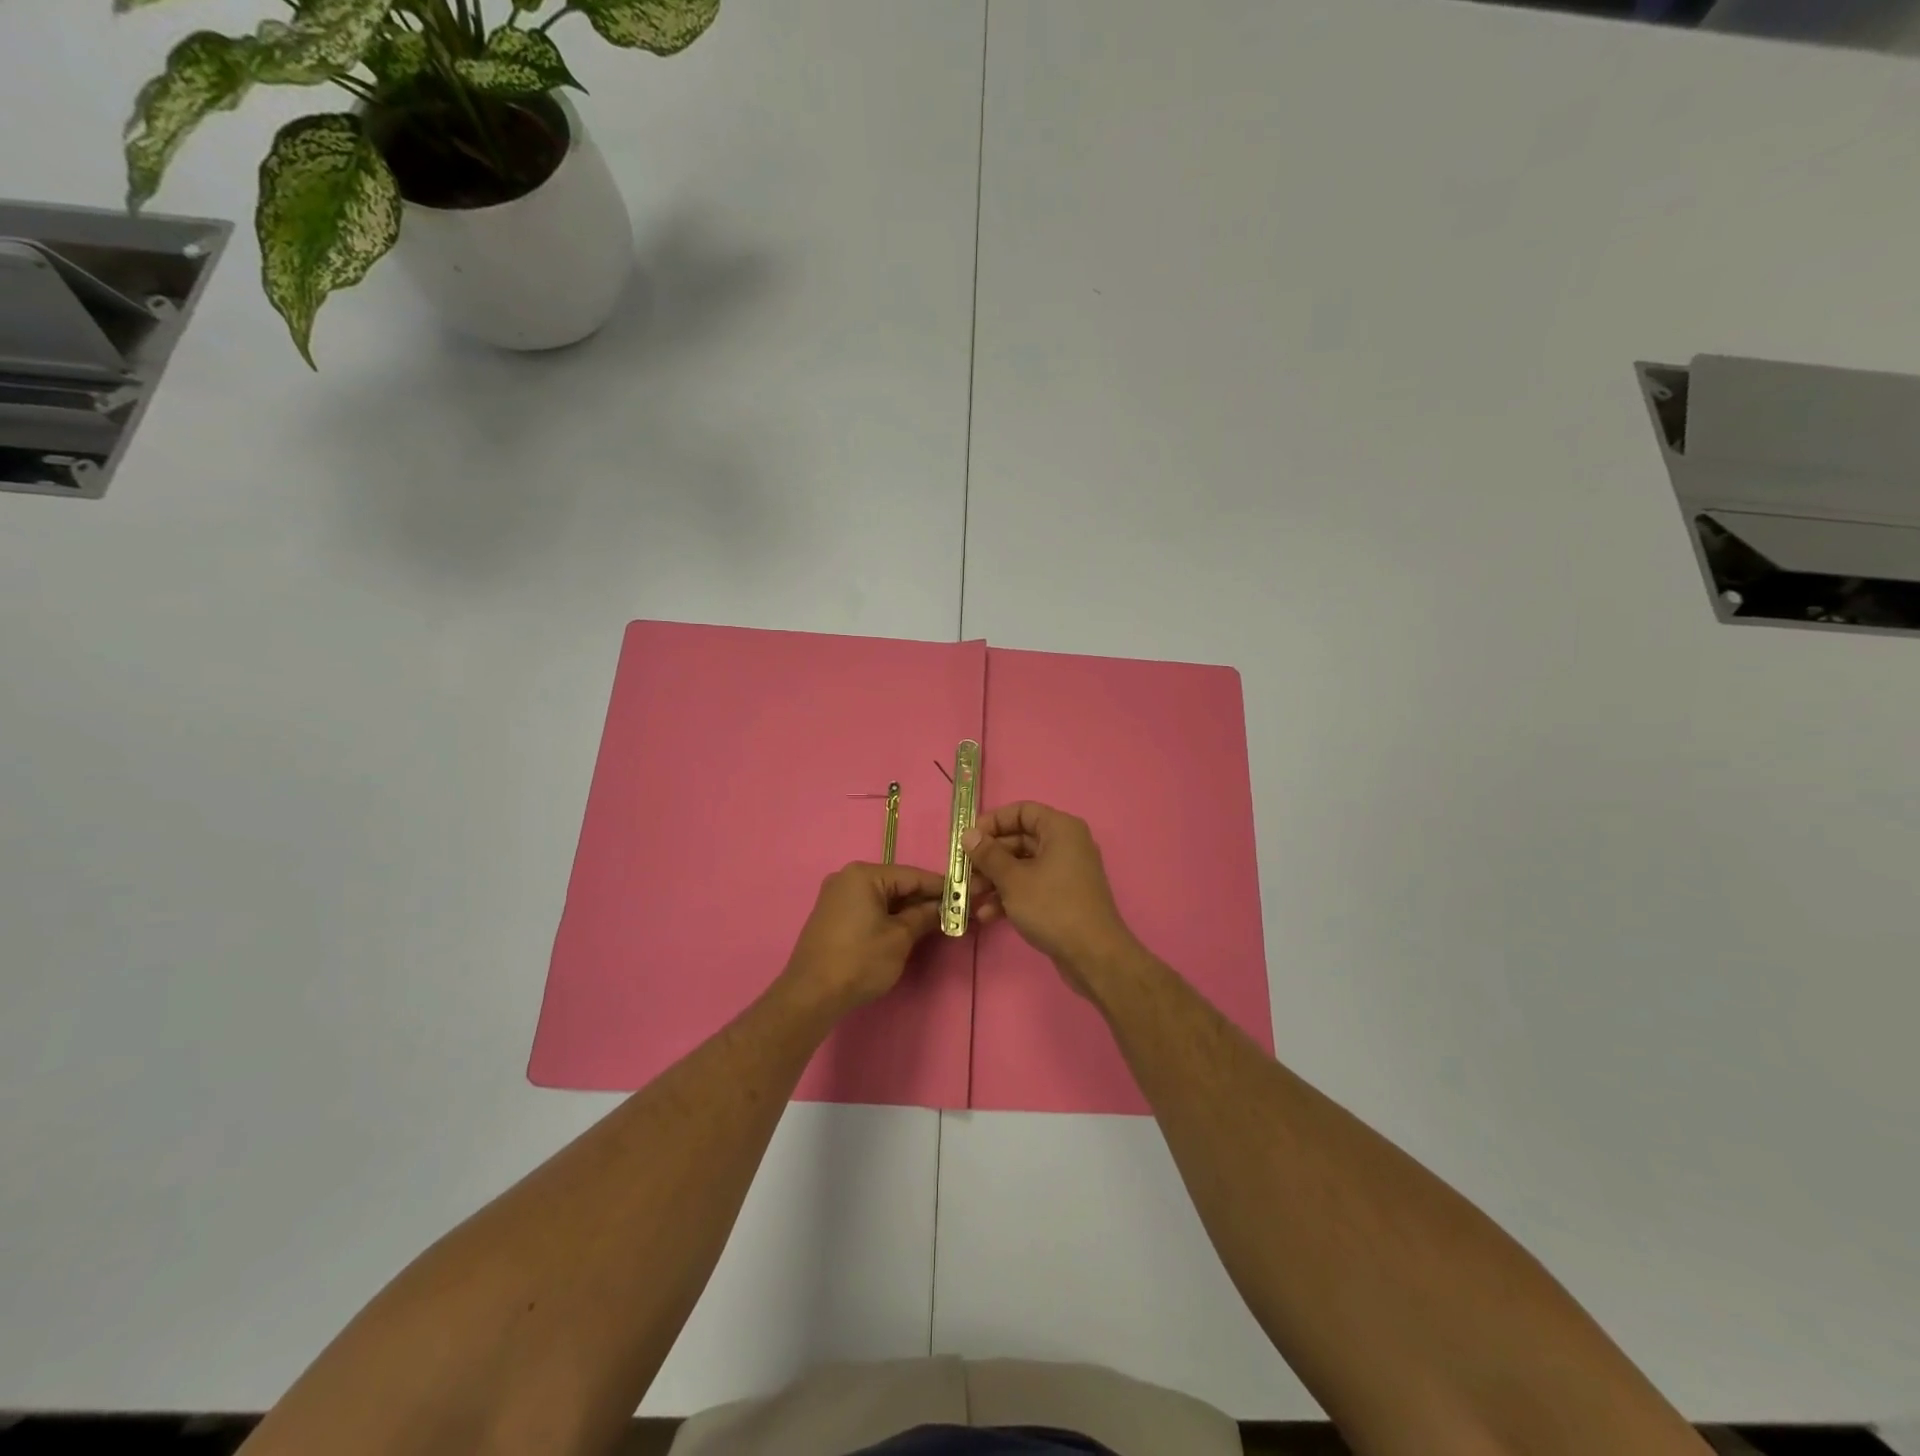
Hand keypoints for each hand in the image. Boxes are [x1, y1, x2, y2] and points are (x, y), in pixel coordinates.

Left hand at [781, 862, 946, 1013]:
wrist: (810, 996)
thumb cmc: (859, 961)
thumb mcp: (899, 938)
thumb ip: (924, 917)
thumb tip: (944, 908)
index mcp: (864, 875)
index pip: (913, 875)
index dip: (941, 887)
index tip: (967, 894)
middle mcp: (847, 878)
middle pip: (897, 884)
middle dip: (924, 899)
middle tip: (955, 911)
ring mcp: (836, 897)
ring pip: (883, 897)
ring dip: (907, 910)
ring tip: (935, 923)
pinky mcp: (832, 916)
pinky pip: (868, 908)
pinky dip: (888, 917)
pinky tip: (906, 930)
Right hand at [963, 802, 1140, 995]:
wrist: (1093, 955)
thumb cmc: (1052, 907)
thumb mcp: (1013, 879)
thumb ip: (988, 854)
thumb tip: (968, 834)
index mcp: (1060, 829)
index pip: (1021, 812)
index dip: (993, 822)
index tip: (968, 840)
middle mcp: (1065, 844)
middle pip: (1019, 840)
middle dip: (988, 858)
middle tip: (963, 873)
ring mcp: (1065, 872)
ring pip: (1022, 866)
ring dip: (994, 880)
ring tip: (969, 897)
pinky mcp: (1063, 897)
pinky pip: (1031, 887)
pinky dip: (1010, 896)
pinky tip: (987, 916)